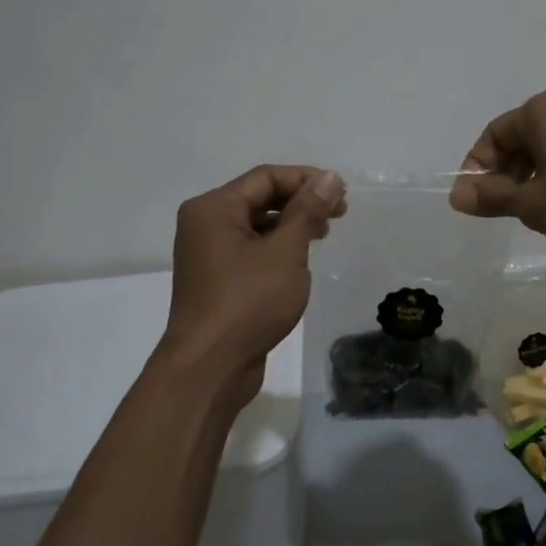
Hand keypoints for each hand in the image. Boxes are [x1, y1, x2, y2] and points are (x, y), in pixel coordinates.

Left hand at [161, 165, 344, 406]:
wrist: (209, 367)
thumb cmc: (248, 302)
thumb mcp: (286, 252)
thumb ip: (308, 211)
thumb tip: (330, 178)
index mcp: (214, 208)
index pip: (266, 177)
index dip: (306, 179)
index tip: (341, 193)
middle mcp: (205, 223)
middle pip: (259, 197)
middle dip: (301, 201)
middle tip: (340, 213)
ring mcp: (207, 253)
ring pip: (256, 224)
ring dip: (291, 224)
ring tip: (324, 234)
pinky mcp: (216, 278)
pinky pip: (250, 248)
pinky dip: (277, 246)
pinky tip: (300, 259)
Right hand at [449, 86, 545, 254]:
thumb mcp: (532, 203)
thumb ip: (492, 196)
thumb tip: (456, 195)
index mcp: (542, 110)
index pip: (494, 134)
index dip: (477, 167)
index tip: (474, 200)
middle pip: (521, 138)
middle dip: (505, 173)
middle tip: (501, 208)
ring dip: (531, 177)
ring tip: (532, 211)